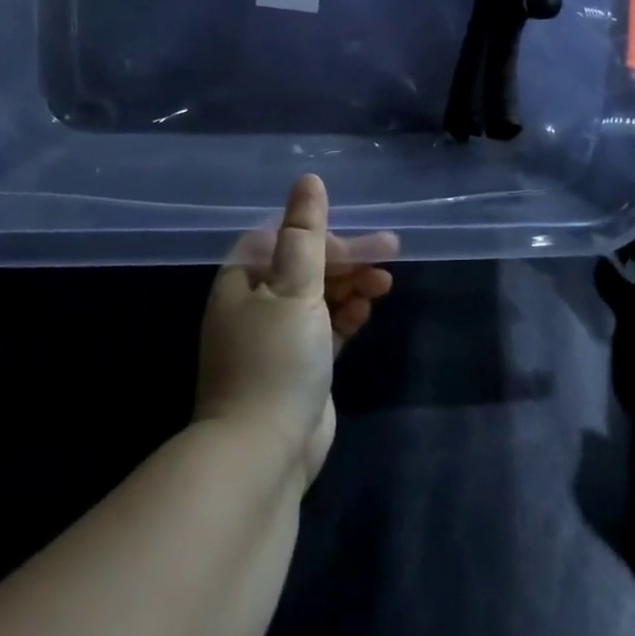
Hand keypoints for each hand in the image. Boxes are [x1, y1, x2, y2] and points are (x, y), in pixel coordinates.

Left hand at [194, 175, 394, 493]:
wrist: (262, 455)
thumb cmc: (275, 359)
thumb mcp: (293, 287)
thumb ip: (305, 233)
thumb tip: (308, 180)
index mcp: (243, 280)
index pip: (286, 239)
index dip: (325, 234)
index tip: (362, 239)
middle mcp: (256, 304)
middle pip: (307, 266)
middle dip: (348, 259)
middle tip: (391, 252)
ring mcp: (277, 338)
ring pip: (320, 297)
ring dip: (352, 285)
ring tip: (385, 284)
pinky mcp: (299, 366)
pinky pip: (327, 328)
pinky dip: (347, 315)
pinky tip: (369, 309)